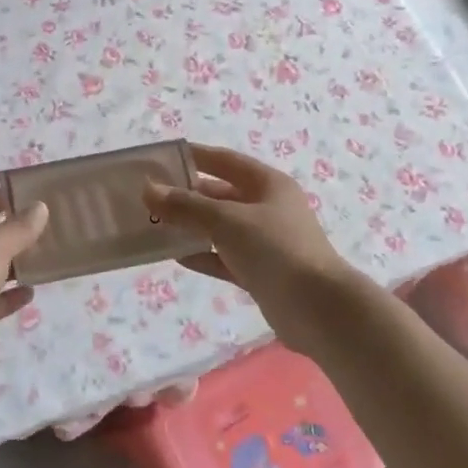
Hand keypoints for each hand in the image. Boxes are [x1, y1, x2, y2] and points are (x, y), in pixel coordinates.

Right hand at [144, 143, 351, 350]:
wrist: (319, 310)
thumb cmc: (275, 249)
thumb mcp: (226, 220)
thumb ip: (186, 206)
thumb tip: (148, 190)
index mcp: (267, 184)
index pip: (224, 161)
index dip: (194, 156)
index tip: (161, 158)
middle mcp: (267, 208)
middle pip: (220, 194)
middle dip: (186, 195)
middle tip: (149, 197)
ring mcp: (265, 242)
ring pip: (220, 228)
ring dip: (190, 226)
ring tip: (154, 225)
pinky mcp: (261, 273)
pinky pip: (224, 257)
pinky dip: (202, 255)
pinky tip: (175, 256)